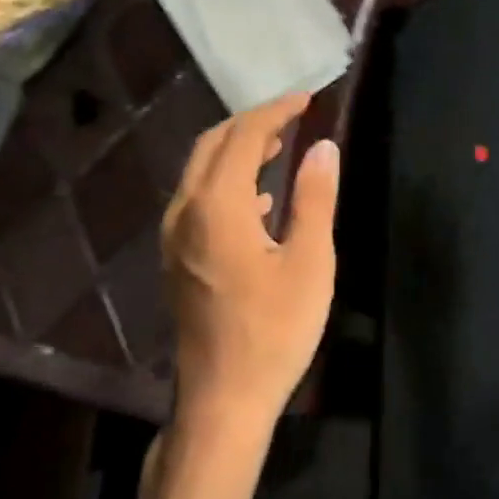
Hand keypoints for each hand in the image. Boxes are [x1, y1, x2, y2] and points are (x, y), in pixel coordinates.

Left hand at [161, 94, 339, 460]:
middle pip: (212, 146)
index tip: (308, 100)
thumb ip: (314, 198)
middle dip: (252, 124)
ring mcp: (174, 237)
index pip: (243, 137)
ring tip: (279, 148)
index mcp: (217, 206)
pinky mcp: (176, 259)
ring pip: (200, 173)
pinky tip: (259, 202)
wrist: (223, 398)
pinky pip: (198, 200)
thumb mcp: (309, 263)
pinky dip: (227, 184)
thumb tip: (323, 147)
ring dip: (237, 152)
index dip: (276, 112)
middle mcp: (185, 211)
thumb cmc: (274, 331)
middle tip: (293, 118)